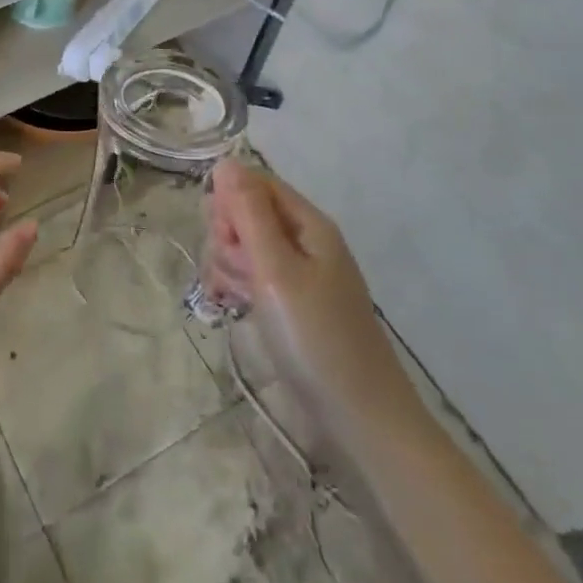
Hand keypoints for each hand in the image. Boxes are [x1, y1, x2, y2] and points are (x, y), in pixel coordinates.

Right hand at [206, 159, 398, 406]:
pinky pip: (251, 275)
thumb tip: (225, 162)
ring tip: (235, 297)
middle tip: (237, 272)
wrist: (360, 420)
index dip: (229, 201)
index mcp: (308, 223)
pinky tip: (232, 306)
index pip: (254, 182)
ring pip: (243, 245)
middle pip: (246, 212)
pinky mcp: (289, 302)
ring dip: (228, 264)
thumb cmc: (316, 338)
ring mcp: (297, 273)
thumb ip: (248, 214)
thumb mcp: (276, 270)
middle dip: (227, 236)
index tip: (222, 235)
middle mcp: (303, 240)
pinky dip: (237, 285)